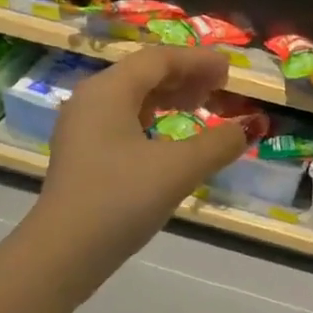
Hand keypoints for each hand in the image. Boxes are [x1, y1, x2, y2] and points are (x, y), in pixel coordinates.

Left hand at [34, 46, 248, 267]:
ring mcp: (82, 127)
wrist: (63, 253)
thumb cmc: (120, 199)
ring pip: (132, 97)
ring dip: (169, 97)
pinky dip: (152, 119)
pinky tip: (170, 139)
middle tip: (220, 88)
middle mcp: (91, 99)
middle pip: (143, 73)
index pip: (159, 59)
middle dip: (184, 77)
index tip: (230, 70)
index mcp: (108, 90)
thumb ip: (218, 144)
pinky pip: (122, 120)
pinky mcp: (82, 154)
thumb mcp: (177, 170)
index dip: (198, 61)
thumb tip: (250, 128)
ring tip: (200, 107)